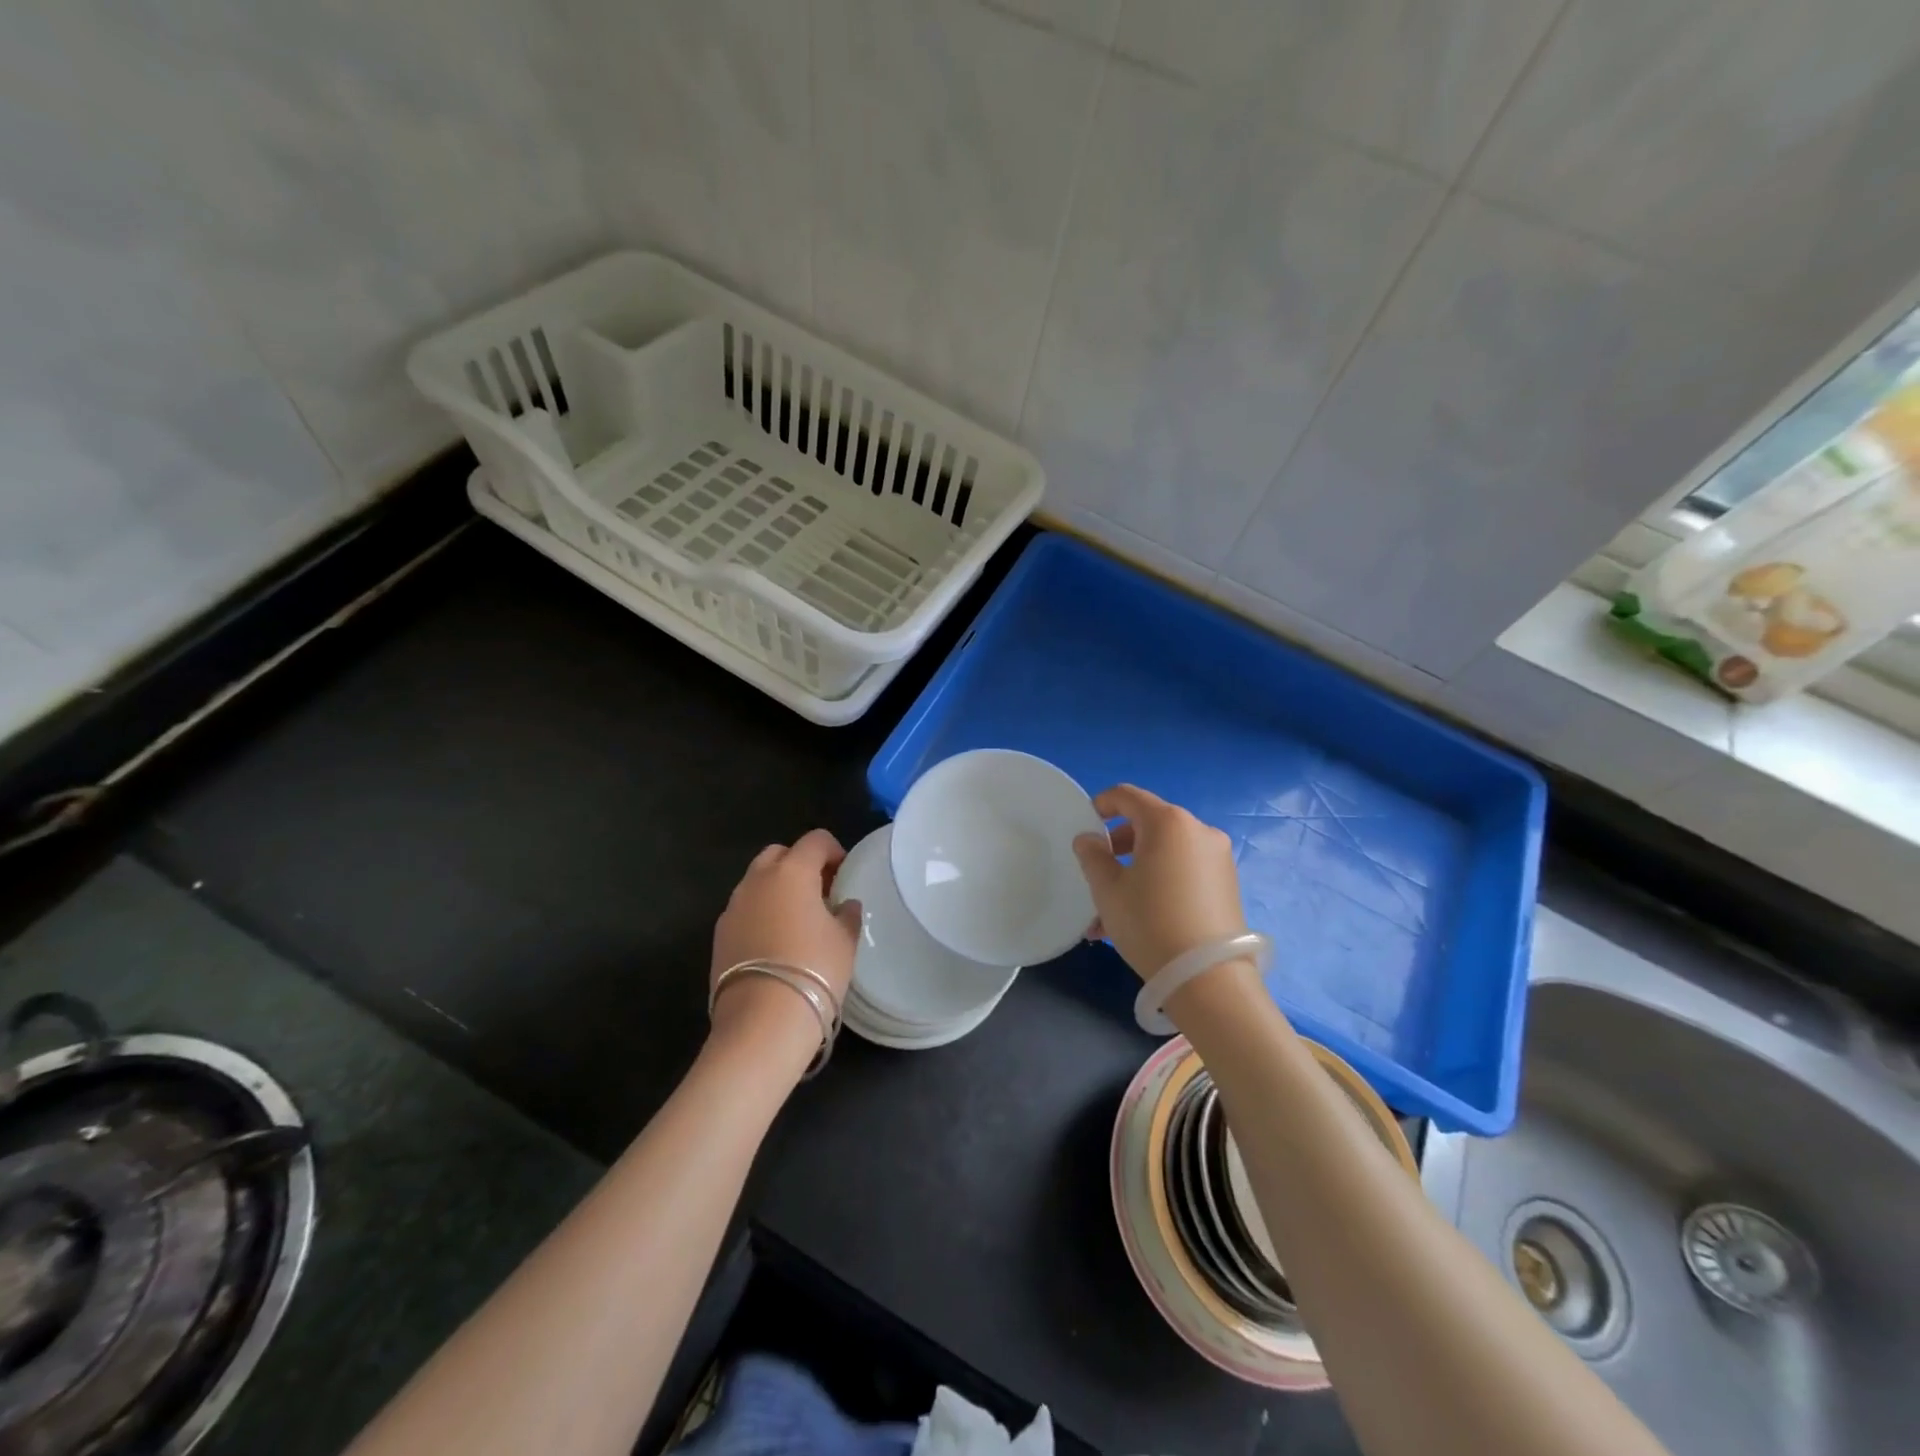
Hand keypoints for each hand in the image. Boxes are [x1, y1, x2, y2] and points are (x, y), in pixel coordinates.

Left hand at [709, 830, 861, 1064]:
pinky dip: (760, 913)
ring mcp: (733, 907)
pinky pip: (744, 909)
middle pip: (779, 854)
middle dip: (799, 863)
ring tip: (797, 919)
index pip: (815, 840)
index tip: (844, 873)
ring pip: (757, 881)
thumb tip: (844, 905)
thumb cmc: (814, 970)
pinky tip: (775, 942)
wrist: (762, 1021)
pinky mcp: (719, 934)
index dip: (833, 851)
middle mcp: (757, 880)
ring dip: (777, 888)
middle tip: (820, 891)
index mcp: (792, 872)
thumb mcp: (845, 941)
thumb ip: (847, 915)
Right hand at [1073, 785, 1248, 981]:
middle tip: (1097, 876)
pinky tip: (1139, 919)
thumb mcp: (1108, 889)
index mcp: (1168, 822)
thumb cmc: (1149, 922)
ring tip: (1110, 913)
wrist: (1207, 978)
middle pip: (1148, 825)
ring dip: (1135, 872)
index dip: (1101, 804)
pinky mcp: (1227, 884)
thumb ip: (1092, 855)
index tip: (1085, 826)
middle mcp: (1198, 831)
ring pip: (1164, 853)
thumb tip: (1089, 839)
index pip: (1127, 796)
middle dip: (1118, 847)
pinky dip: (1159, 883)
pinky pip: (1182, 871)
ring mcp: (1217, 857)